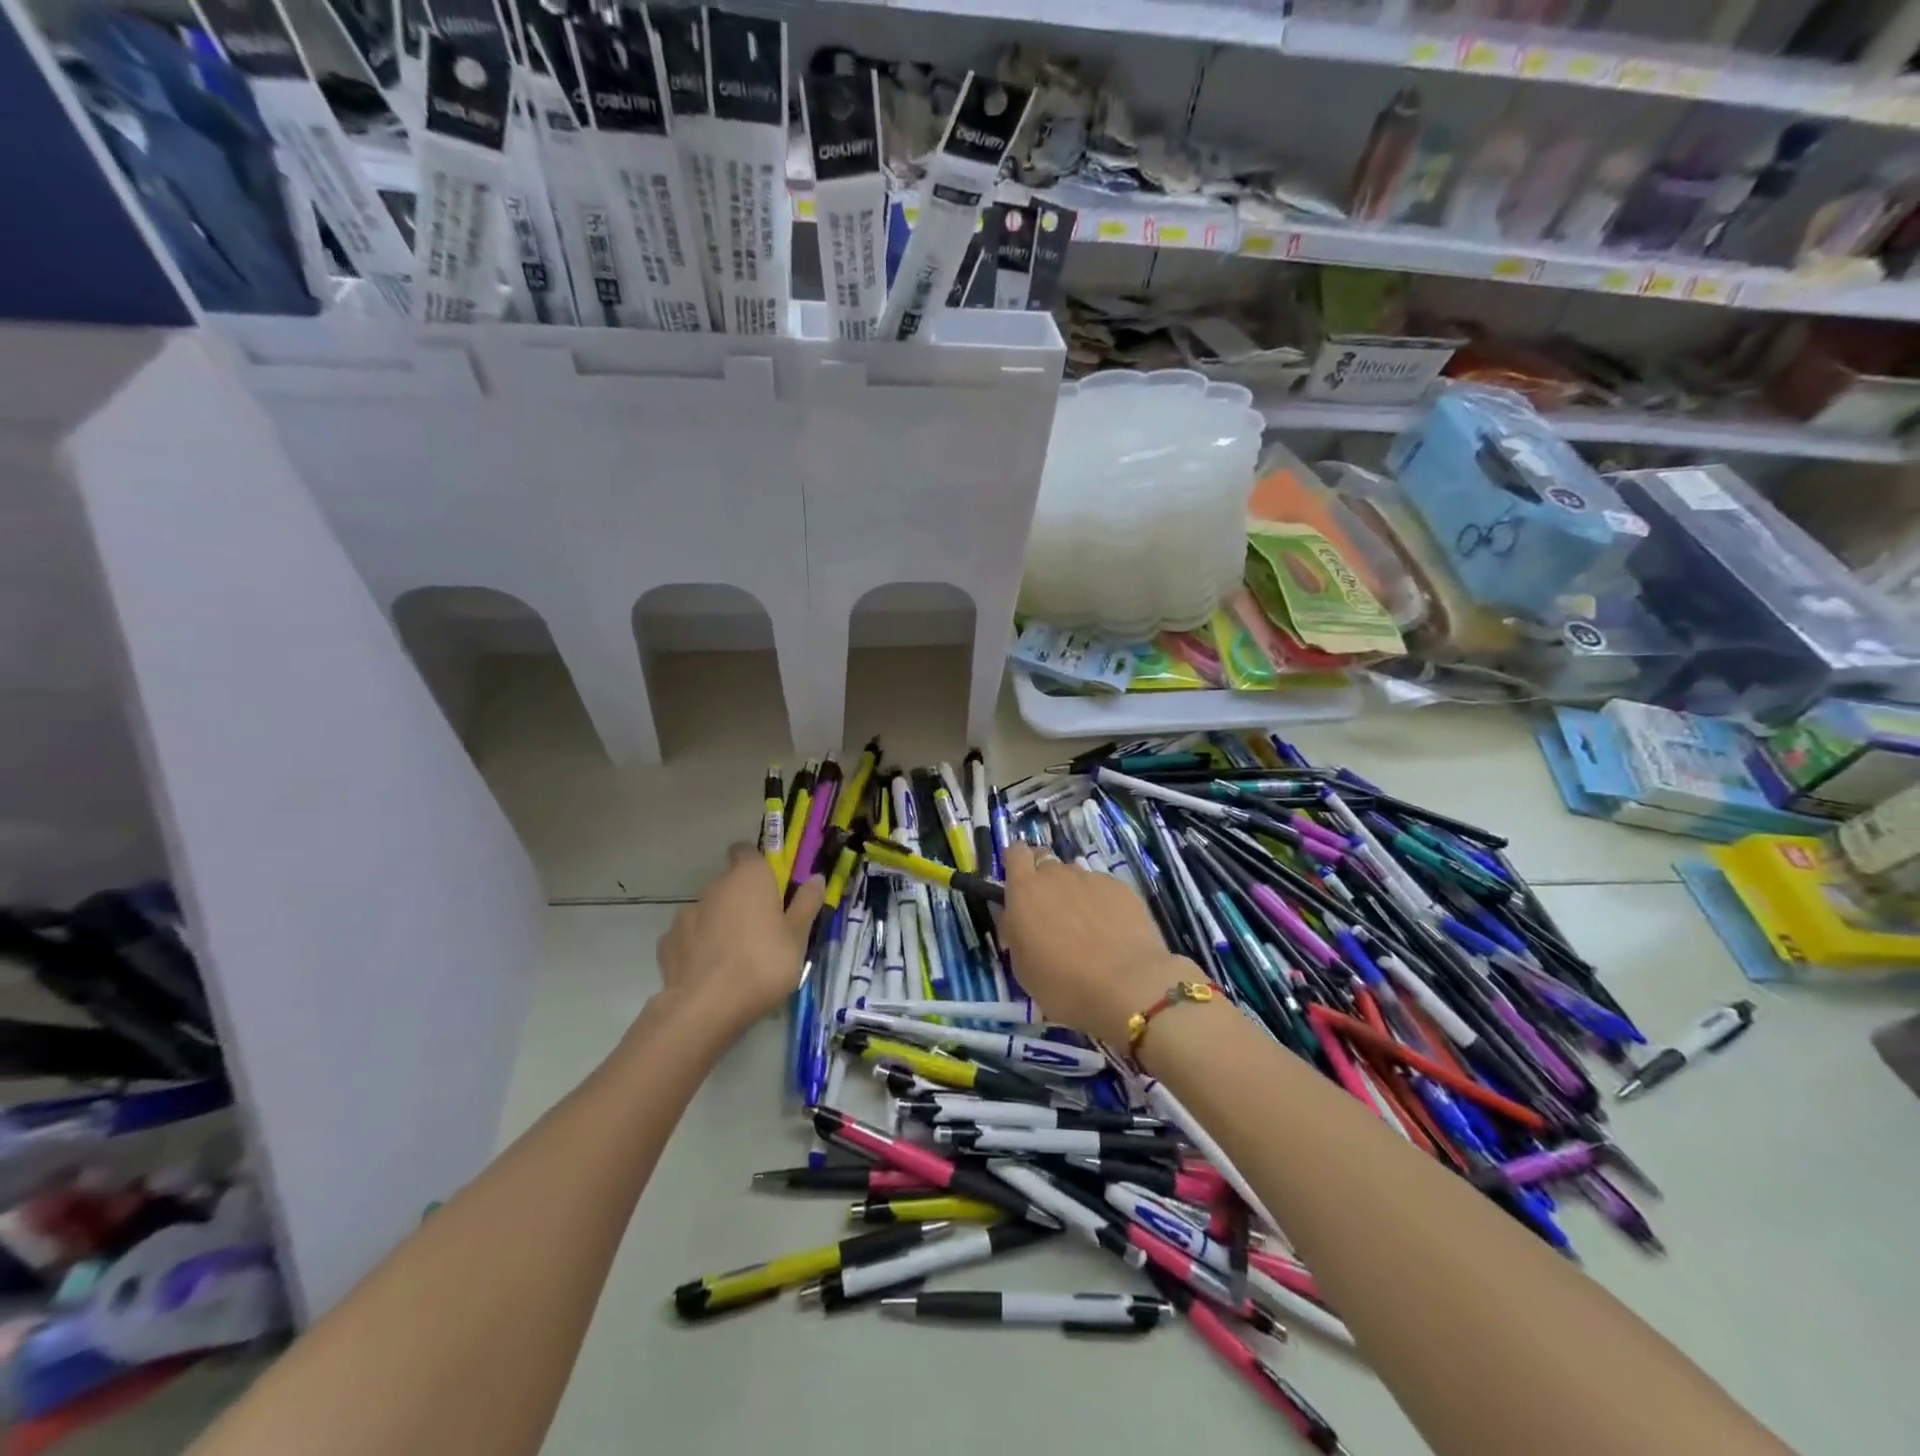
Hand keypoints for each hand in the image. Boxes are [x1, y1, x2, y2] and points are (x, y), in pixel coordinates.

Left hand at [657, 844, 824, 1034]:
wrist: (707, 1007)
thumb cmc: (764, 963)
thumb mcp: (798, 936)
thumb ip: (806, 903)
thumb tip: (816, 878)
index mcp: (749, 877)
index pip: (746, 851)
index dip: (757, 865)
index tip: (770, 886)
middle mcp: (714, 887)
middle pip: (729, 884)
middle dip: (742, 900)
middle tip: (762, 930)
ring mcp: (686, 914)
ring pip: (708, 911)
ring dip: (719, 923)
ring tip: (733, 957)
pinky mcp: (666, 943)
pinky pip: (688, 937)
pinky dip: (697, 947)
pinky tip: (709, 972)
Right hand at [999, 844, 1191, 1046]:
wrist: (1127, 985)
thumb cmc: (1063, 984)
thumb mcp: (1022, 967)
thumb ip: (1014, 932)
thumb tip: (1016, 918)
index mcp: (1025, 890)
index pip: (1015, 853)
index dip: (1017, 865)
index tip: (1020, 885)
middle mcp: (1056, 875)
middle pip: (1046, 863)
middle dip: (1045, 881)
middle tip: (1051, 913)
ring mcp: (1091, 878)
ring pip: (1075, 876)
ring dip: (1074, 893)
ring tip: (1086, 927)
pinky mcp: (1121, 888)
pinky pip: (1103, 888)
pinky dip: (1102, 903)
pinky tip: (1111, 931)